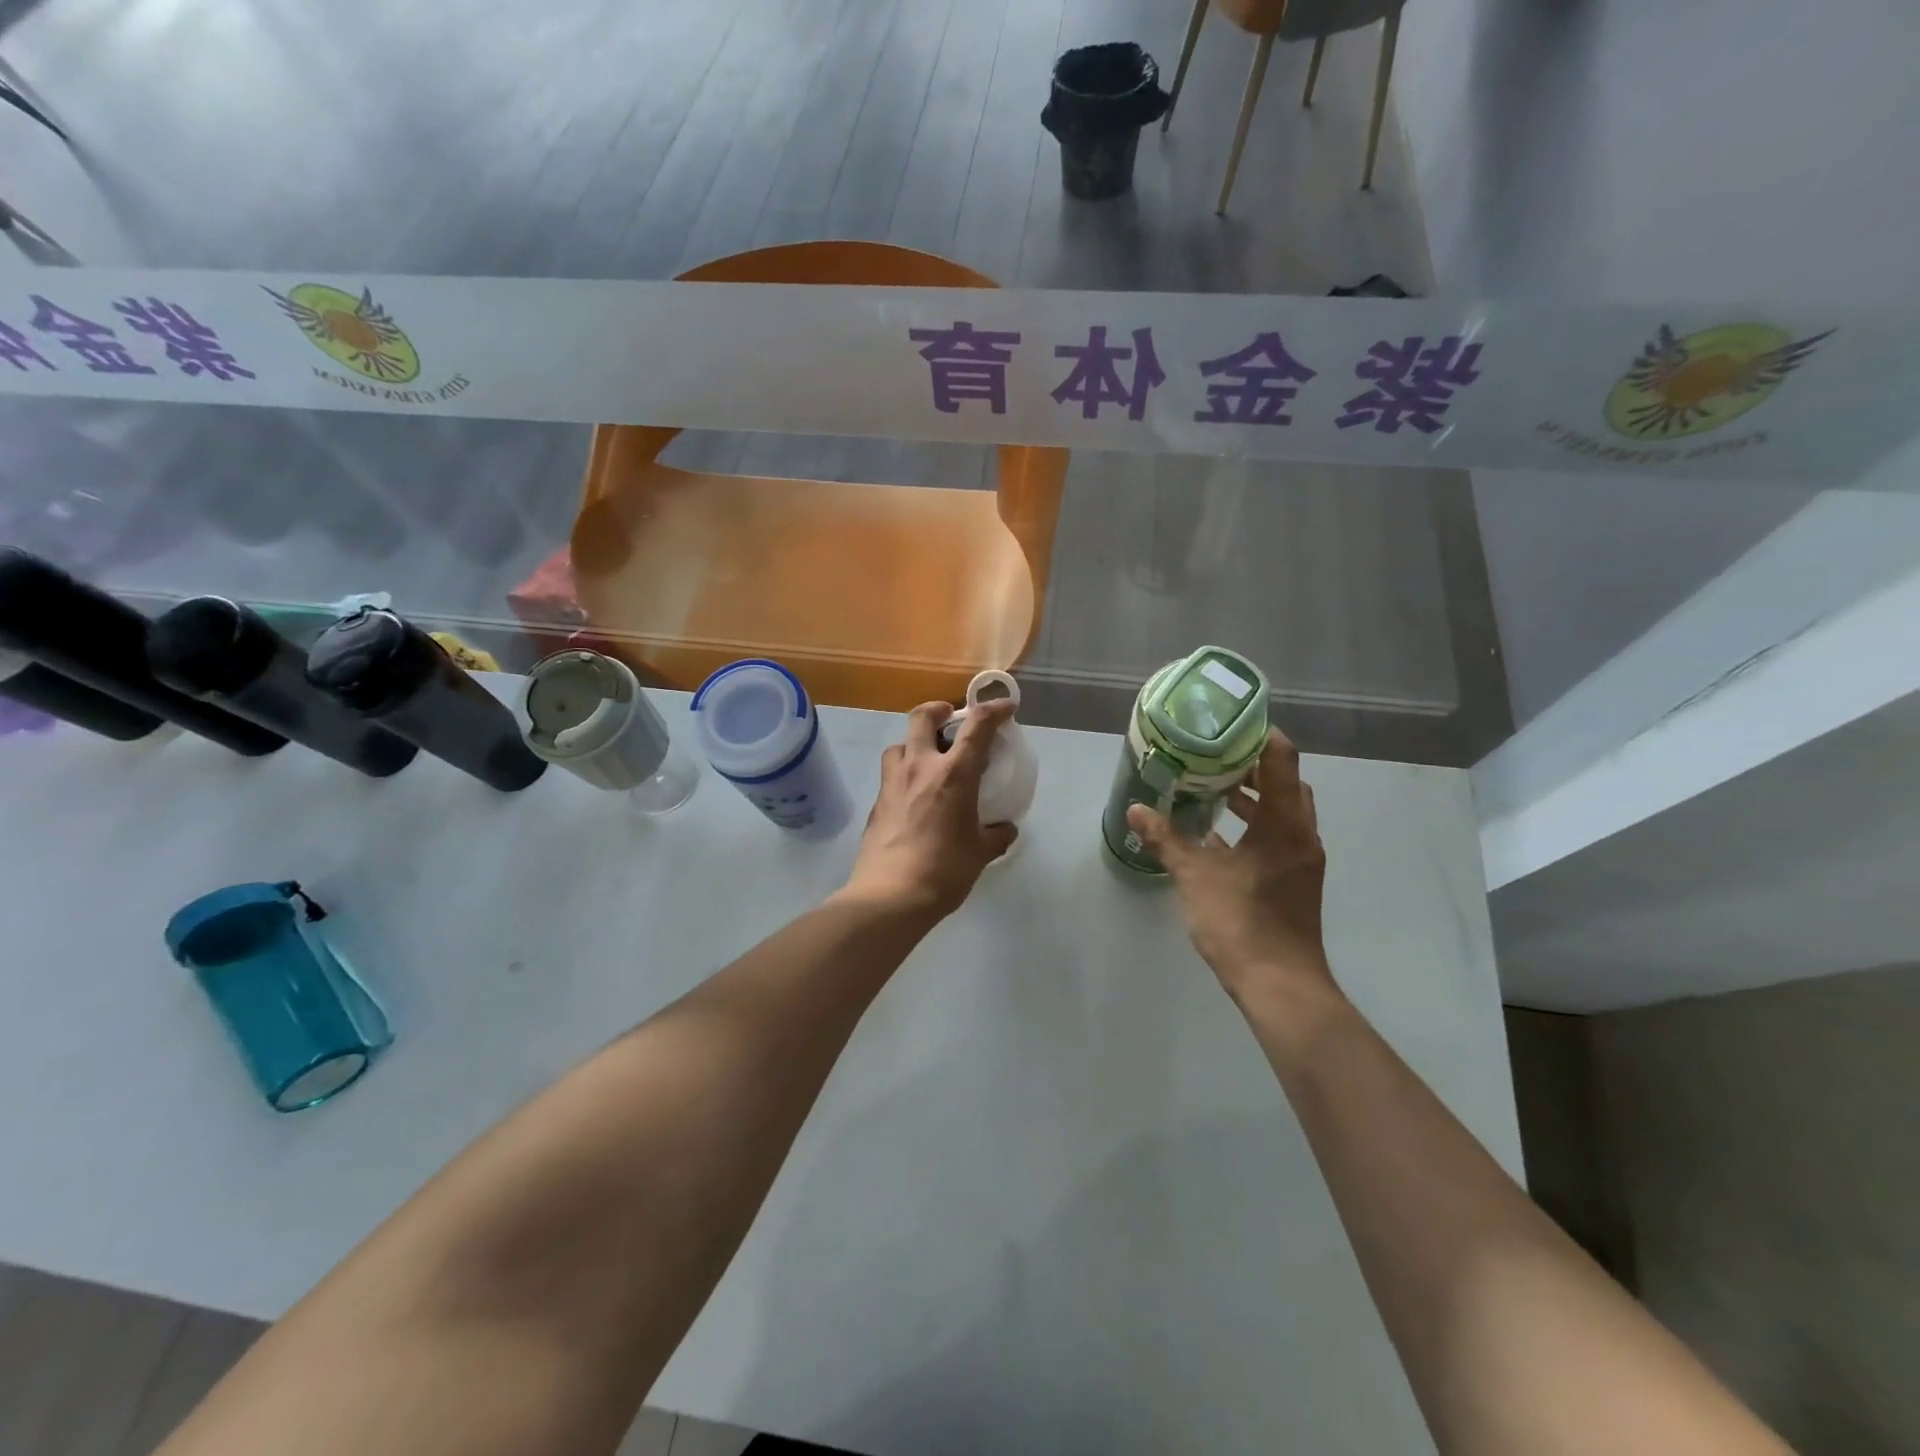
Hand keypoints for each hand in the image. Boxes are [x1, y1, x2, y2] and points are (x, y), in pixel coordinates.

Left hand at [842, 699, 1018, 921]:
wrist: (889, 896)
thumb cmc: (944, 870)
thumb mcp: (980, 853)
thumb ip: (996, 835)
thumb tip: (1005, 830)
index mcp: (953, 774)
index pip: (977, 726)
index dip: (994, 710)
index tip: (1006, 707)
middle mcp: (919, 768)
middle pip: (922, 717)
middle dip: (938, 709)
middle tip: (950, 718)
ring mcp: (892, 784)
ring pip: (898, 744)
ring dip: (914, 742)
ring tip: (927, 759)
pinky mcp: (876, 804)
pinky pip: (890, 775)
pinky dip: (904, 774)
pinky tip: (913, 797)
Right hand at [1126, 729, 1335, 1005]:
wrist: (1279, 985)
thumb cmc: (1240, 922)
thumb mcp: (1195, 876)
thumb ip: (1166, 839)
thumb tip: (1136, 809)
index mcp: (1285, 824)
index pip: (1282, 760)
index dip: (1260, 734)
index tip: (1230, 721)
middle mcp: (1301, 835)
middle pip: (1286, 783)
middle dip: (1253, 765)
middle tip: (1215, 754)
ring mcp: (1301, 859)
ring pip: (1282, 812)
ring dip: (1253, 798)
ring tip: (1212, 789)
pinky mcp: (1294, 880)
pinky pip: (1277, 837)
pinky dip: (1253, 826)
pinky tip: (1217, 835)